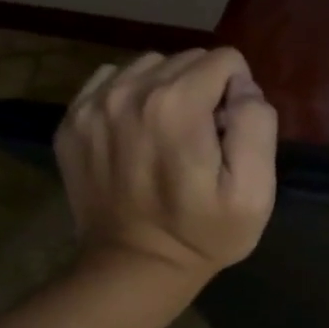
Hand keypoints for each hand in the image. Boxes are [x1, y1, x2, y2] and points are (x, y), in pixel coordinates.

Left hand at [55, 48, 277, 283]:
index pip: (225, 60)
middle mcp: (130, 91)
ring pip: (150, 66)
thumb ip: (257, 125)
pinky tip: (138, 133)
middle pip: (187, 60)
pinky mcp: (72, 120)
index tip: (230, 133)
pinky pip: (112, 81)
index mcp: (177, 105)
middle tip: (203, 139)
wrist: (133, 267)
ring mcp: (93, 105)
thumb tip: (243, 88)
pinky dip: (132, 97)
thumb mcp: (254, 192)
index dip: (238, 93)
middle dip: (205, 89)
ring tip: (171, 135)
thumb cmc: (204, 233)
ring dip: (169, 90)